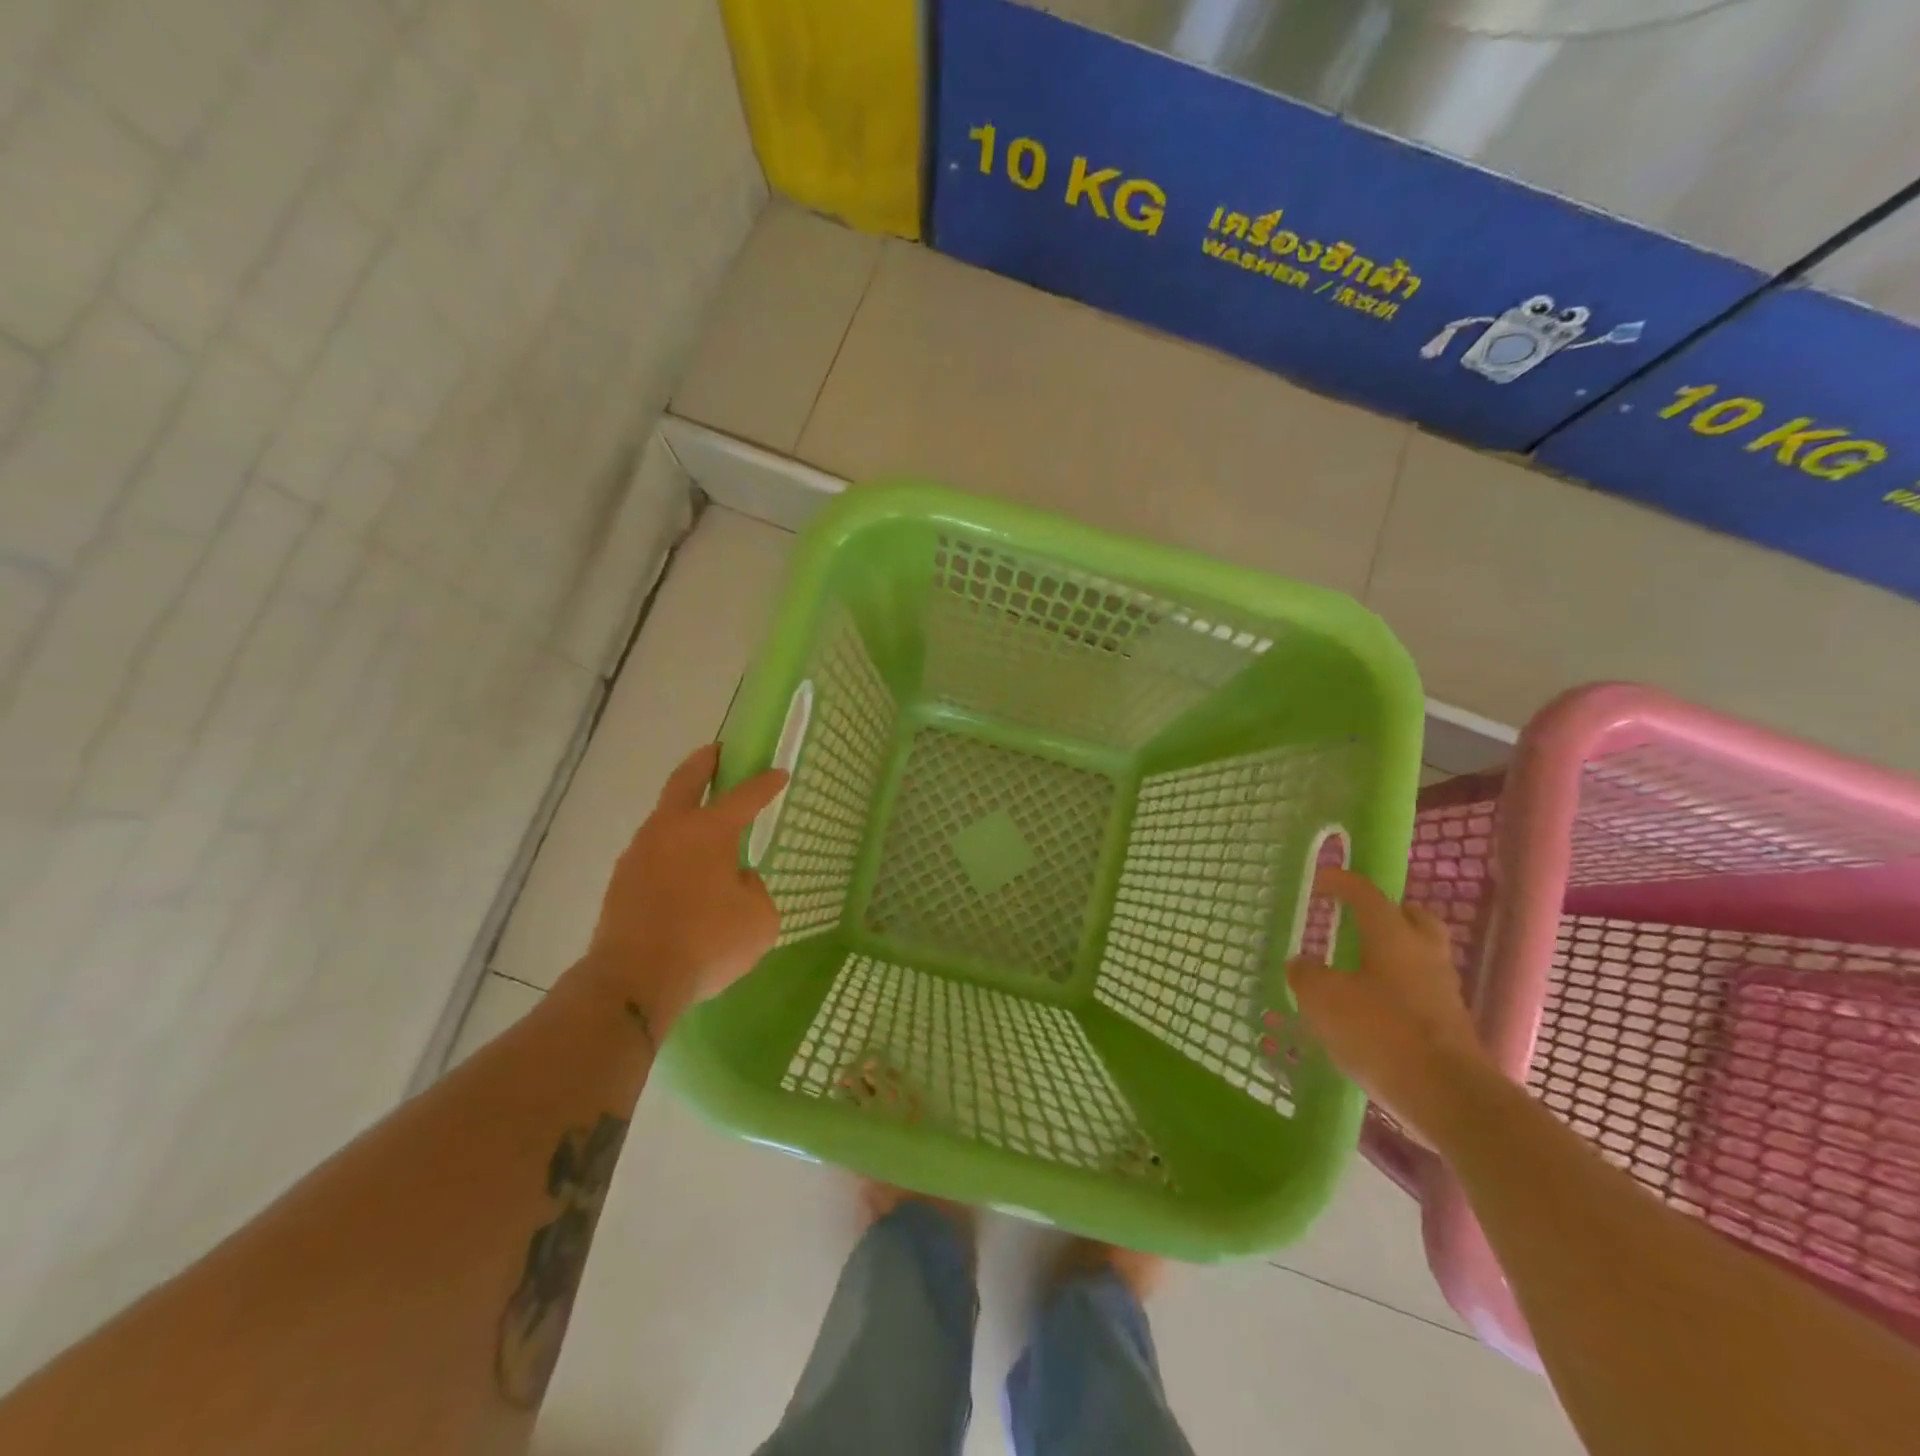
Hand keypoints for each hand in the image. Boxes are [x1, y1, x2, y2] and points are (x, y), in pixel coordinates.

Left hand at [577, 744, 786, 1033]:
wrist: (633, 981)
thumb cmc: (706, 942)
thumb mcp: (759, 920)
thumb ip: (754, 890)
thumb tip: (736, 880)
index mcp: (708, 831)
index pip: (744, 797)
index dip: (765, 784)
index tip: (779, 774)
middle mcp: (669, 831)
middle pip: (685, 782)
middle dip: (704, 763)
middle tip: (717, 752)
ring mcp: (638, 854)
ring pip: (664, 819)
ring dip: (684, 812)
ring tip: (703, 823)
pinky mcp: (621, 883)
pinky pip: (654, 854)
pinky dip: (671, 851)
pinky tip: (684, 871)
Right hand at [1286, 866, 1492, 1140]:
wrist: (1449, 1096)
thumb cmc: (1381, 1032)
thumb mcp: (1323, 1000)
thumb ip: (1306, 975)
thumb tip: (1302, 964)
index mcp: (1392, 935)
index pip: (1365, 893)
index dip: (1339, 882)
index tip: (1318, 881)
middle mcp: (1423, 954)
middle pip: (1411, 918)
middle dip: (1385, 913)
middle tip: (1356, 921)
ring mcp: (1442, 991)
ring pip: (1418, 956)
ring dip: (1390, 954)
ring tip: (1356, 969)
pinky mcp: (1449, 1025)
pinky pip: (1419, 991)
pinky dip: (1395, 989)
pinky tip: (1370, 1009)